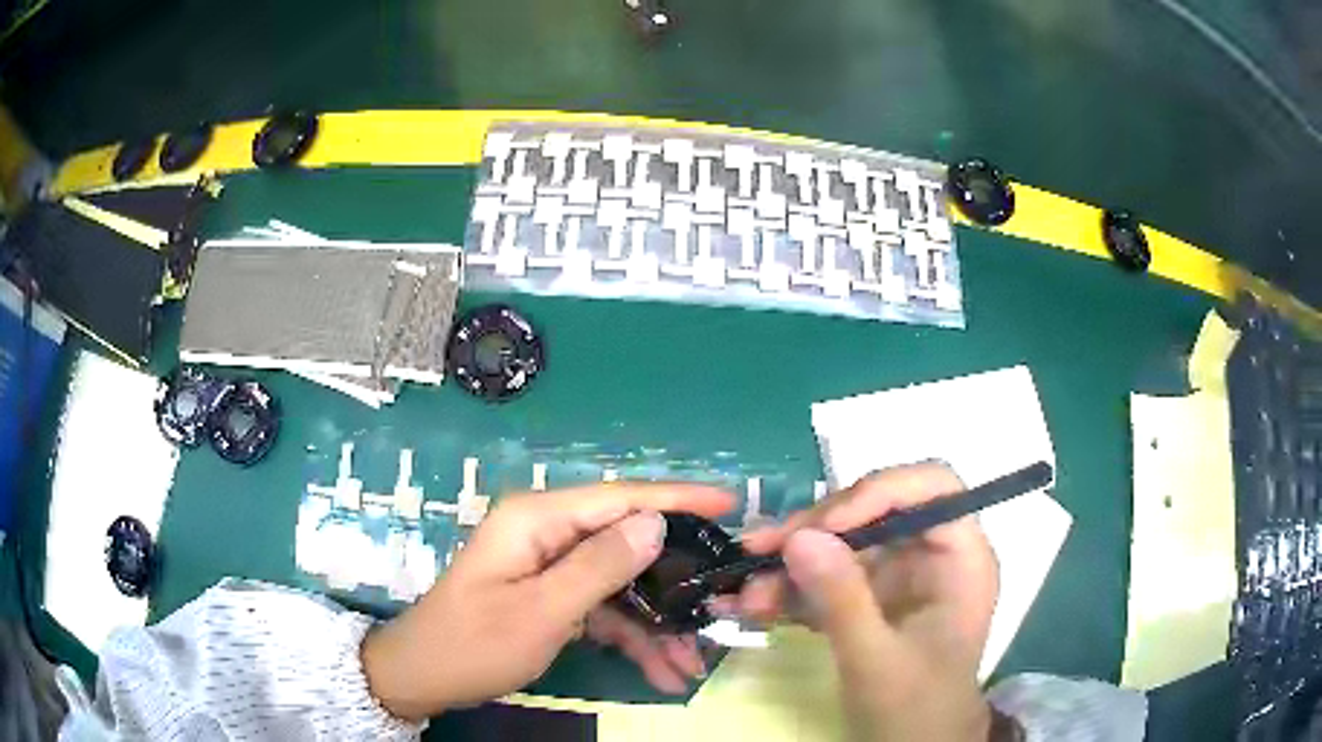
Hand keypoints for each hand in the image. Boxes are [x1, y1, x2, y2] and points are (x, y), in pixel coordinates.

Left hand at [361, 482, 733, 720]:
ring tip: (692, 664)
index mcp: (538, 519)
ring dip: (656, 625)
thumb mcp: (540, 611)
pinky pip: (602, 609)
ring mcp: (550, 566)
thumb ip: (599, 566)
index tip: (730, 505)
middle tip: (722, 604)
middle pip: (627, 544)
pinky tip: (660, 671)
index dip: (678, 500)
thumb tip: (655, 524)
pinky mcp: (551, 595)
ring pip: (621, 586)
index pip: (620, 497)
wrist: (423, 677)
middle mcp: (547, 533)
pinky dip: (631, 638)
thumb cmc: (474, 643)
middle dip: (674, 583)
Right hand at [737, 462, 998, 741]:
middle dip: (816, 530)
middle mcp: (931, 556)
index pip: (931, 488)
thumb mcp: (877, 660)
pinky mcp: (868, 599)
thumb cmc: (915, 710)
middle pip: (875, 510)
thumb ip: (842, 600)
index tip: (826, 525)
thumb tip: (799, 537)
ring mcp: (898, 577)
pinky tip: (751, 606)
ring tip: (746, 594)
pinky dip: (790, 590)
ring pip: (842, 544)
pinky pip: (827, 578)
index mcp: (960, 559)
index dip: (879, 491)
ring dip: (791, 564)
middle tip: (761, 552)